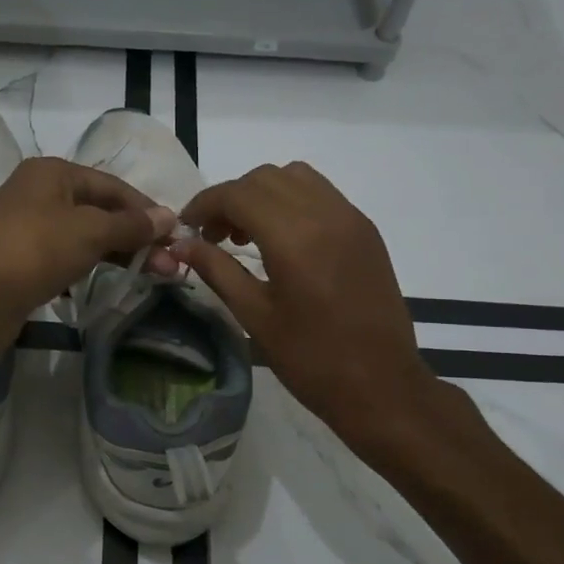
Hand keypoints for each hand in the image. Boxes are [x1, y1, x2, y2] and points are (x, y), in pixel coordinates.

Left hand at [0, 156, 176, 362]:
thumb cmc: (35, 251)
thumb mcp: (90, 232)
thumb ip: (131, 225)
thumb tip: (169, 217)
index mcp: (53, 173)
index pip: (113, 186)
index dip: (147, 209)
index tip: (176, 235)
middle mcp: (40, 193)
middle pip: (100, 210)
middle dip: (137, 236)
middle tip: (169, 264)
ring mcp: (29, 227)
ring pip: (85, 235)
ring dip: (119, 253)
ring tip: (152, 275)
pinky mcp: (24, 260)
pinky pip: (67, 256)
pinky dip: (92, 265)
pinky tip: (112, 281)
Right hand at [177, 162, 441, 462]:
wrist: (383, 386)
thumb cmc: (312, 360)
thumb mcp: (255, 316)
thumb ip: (217, 270)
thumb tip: (181, 245)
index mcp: (295, 238)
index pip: (238, 194)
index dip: (204, 204)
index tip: (187, 228)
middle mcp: (326, 214)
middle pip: (265, 178)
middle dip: (231, 198)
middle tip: (213, 236)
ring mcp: (351, 218)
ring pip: (295, 177)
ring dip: (262, 194)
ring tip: (247, 235)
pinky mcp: (366, 230)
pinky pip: (321, 193)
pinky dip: (291, 201)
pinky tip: (282, 240)